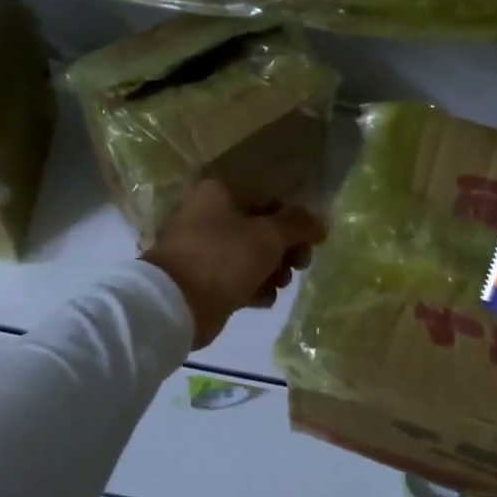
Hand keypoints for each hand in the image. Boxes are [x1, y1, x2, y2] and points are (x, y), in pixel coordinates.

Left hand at [142, 175, 325, 350]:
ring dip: (274, 269)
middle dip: (286, 247)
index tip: (312, 239)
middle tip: (301, 264)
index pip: (268, 196)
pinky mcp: (205, 279)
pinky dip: (255, 287)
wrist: (175, 305)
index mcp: (219, 192)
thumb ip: (299, 224)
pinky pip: (239, 278)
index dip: (294, 217)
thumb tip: (321, 221)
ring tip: (280, 284)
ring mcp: (205, 249)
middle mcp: (210, 215)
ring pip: (252, 254)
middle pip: (262, 226)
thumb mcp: (269, 236)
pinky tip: (263, 299)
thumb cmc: (223, 257)